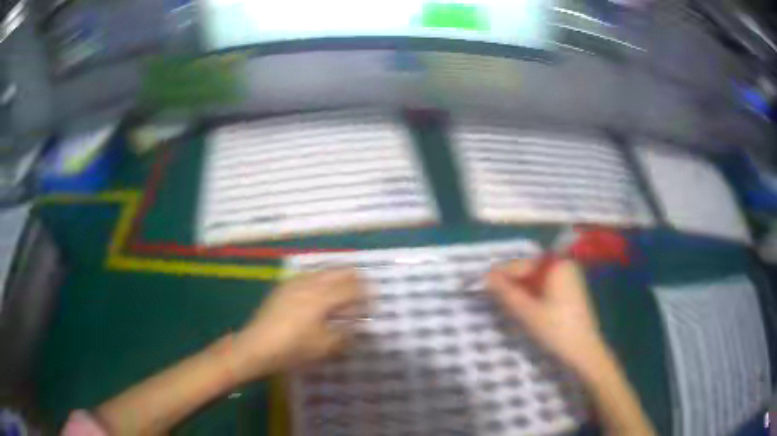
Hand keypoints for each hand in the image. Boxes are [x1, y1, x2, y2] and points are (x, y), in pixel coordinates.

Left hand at [231, 269, 364, 379]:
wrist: (256, 346)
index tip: (374, 301)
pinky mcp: (282, 288)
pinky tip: (319, 293)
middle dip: (353, 279)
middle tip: (363, 290)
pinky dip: (321, 281)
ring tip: (343, 290)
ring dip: (337, 278)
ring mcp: (293, 284)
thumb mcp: (324, 347)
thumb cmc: (292, 349)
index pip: (351, 289)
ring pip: (322, 272)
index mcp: (321, 298)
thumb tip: (356, 326)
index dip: (365, 294)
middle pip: (337, 273)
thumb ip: (345, 334)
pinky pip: (308, 277)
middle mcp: (309, 284)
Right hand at [486, 259, 608, 371]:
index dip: (500, 275)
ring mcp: (570, 278)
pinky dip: (534, 294)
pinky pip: (547, 286)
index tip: (481, 284)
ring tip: (507, 304)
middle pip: (530, 270)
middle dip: (512, 283)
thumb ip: (506, 292)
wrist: (584, 351)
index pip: (521, 265)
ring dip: (522, 290)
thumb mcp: (527, 312)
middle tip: (493, 297)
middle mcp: (564, 266)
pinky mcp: (572, 290)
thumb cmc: (556, 330)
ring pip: (537, 280)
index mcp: (556, 266)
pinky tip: (526, 307)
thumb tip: (486, 277)